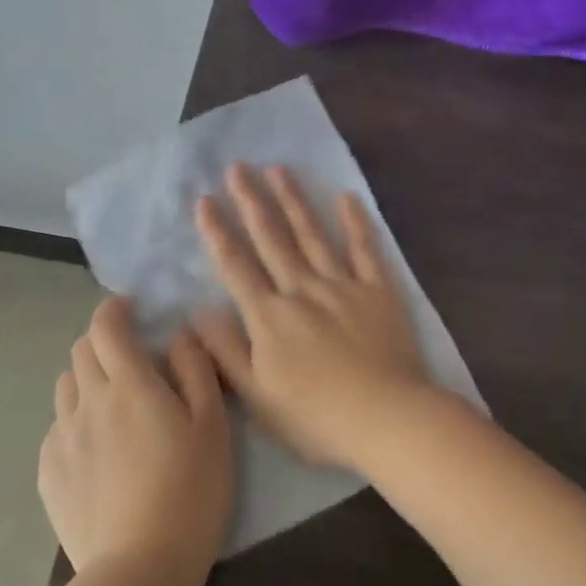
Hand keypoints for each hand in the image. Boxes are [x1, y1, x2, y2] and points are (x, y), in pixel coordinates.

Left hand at [38, 297, 231, 585]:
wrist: (140, 566)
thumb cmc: (191, 490)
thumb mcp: (212, 425)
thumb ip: (196, 371)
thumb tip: (180, 335)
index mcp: (128, 384)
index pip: (107, 326)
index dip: (115, 310)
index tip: (131, 310)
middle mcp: (87, 402)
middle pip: (81, 352)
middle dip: (103, 342)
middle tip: (131, 358)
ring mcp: (61, 438)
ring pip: (66, 388)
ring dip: (87, 379)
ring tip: (114, 403)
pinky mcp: (49, 473)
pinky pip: (57, 429)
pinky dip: (76, 420)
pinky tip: (98, 448)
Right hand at [193, 164, 431, 468]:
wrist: (386, 418)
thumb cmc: (316, 418)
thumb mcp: (257, 396)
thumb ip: (226, 351)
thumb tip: (199, 312)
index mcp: (269, 317)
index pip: (236, 266)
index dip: (218, 232)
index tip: (205, 200)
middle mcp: (303, 291)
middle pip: (273, 239)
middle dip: (252, 201)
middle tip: (238, 167)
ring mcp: (344, 287)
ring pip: (313, 235)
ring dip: (295, 201)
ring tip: (279, 170)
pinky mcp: (379, 292)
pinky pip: (365, 250)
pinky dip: (355, 223)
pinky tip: (346, 198)